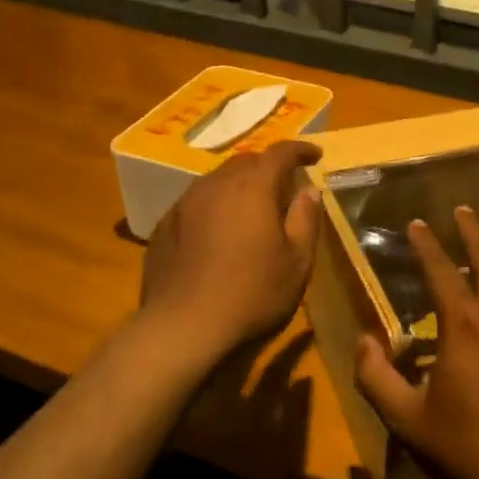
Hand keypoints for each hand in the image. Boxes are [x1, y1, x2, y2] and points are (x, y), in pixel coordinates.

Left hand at [136, 139, 322, 365]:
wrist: (182, 329)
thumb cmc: (252, 295)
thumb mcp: (296, 262)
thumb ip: (305, 219)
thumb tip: (309, 191)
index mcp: (252, 187)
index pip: (280, 153)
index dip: (300, 150)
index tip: (315, 156)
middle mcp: (215, 185)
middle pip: (245, 162)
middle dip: (267, 168)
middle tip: (284, 188)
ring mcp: (184, 204)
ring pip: (216, 181)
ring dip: (238, 187)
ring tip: (250, 209)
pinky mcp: (164, 226)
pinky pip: (195, 204)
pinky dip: (213, 208)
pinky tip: (217, 235)